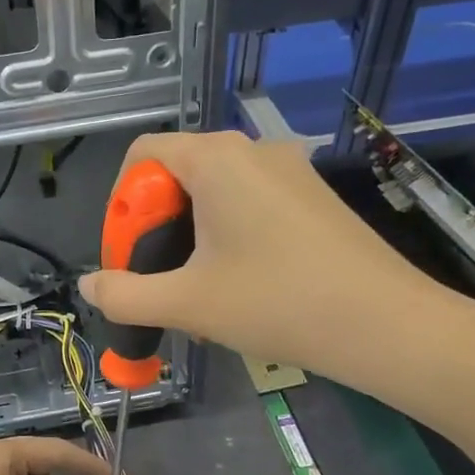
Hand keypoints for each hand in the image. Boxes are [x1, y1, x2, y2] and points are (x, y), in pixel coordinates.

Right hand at [78, 131, 456, 382]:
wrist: (385, 325)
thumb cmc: (276, 303)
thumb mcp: (188, 303)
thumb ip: (126, 295)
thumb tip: (89, 285)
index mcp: (217, 159)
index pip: (143, 154)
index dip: (122, 206)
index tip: (128, 257)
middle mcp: (252, 150)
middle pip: (177, 172)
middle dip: (154, 225)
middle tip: (156, 279)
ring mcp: (289, 171)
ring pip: (214, 191)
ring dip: (189, 235)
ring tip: (194, 289)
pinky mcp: (312, 196)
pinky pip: (249, 202)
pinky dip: (226, 234)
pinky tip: (237, 284)